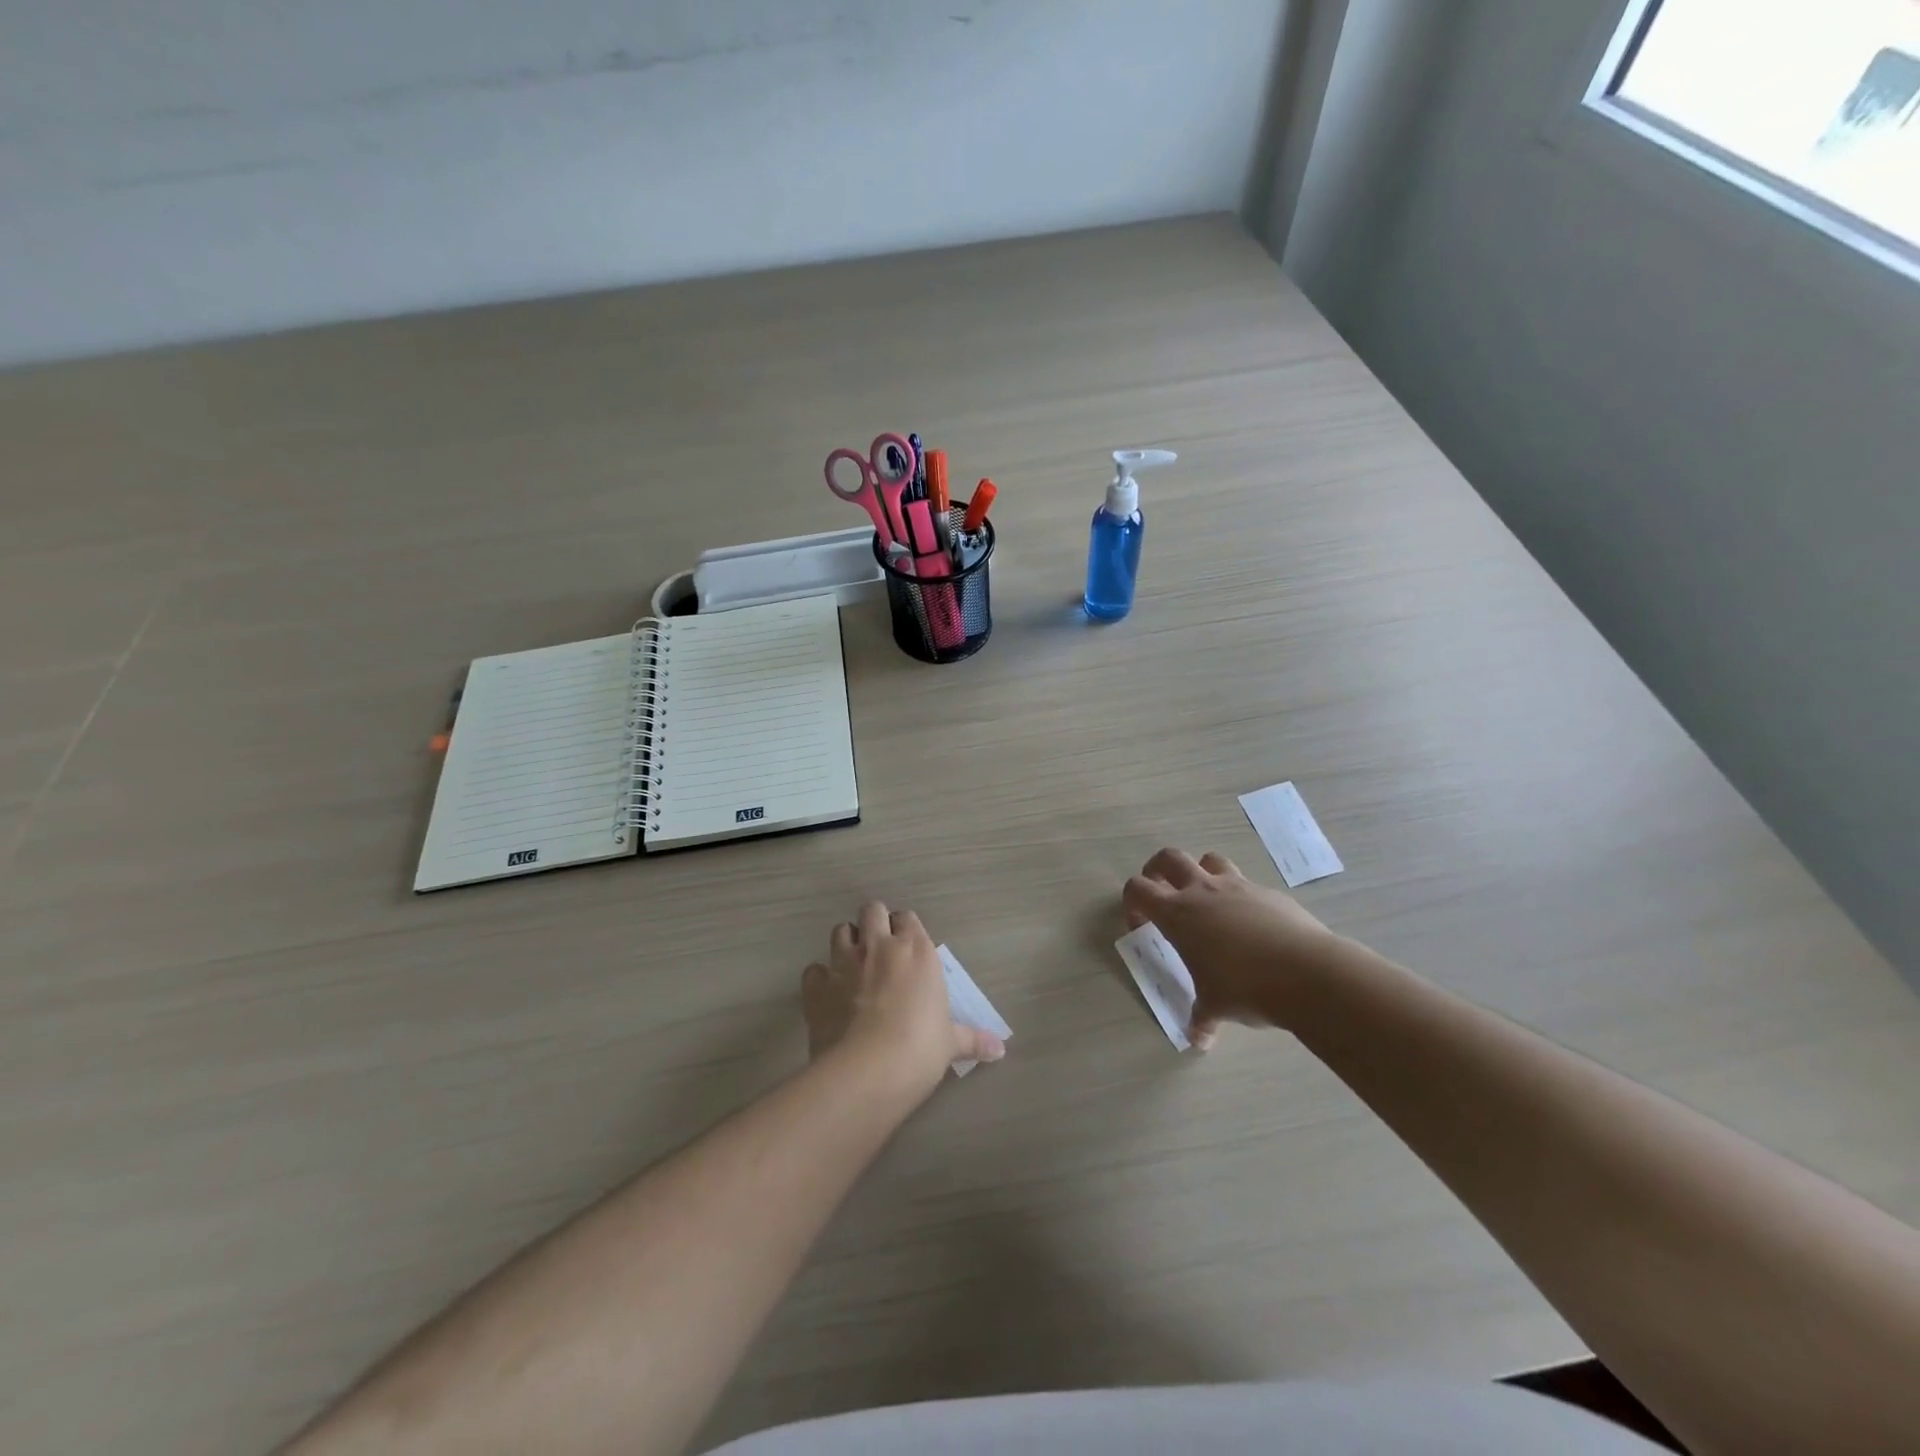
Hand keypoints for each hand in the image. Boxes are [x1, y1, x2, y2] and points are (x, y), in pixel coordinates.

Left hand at [803, 901, 1005, 1090]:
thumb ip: (973, 1040)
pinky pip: (813, 969)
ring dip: (846, 942)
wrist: (869, 1069)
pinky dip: (819, 978)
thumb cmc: (921, 1048)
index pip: (908, 919)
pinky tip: (827, 993)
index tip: (908, 946)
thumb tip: (1001, 1049)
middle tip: (879, 946)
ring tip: (852, 963)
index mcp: (916, 950)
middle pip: (872, 910)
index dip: (906, 929)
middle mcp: (879, 946)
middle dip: (874, 922)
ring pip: (840, 931)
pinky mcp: (816, 986)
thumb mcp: (950, 1043)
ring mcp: (844, 963)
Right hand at [1123, 848, 1345, 1048]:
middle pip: (1168, 858)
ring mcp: (1238, 887)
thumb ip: (1202, 1018)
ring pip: (1209, 860)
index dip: (1132, 903)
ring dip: (1201, 873)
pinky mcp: (1270, 893)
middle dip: (1158, 870)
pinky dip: (1241, 897)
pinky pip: (1247, 884)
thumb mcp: (1215, 1006)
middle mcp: (1203, 891)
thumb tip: (1199, 1041)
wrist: (1308, 973)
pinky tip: (1252, 926)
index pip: (1138, 889)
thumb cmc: (1246, 988)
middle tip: (1162, 893)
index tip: (1141, 925)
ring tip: (1207, 901)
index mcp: (1178, 914)